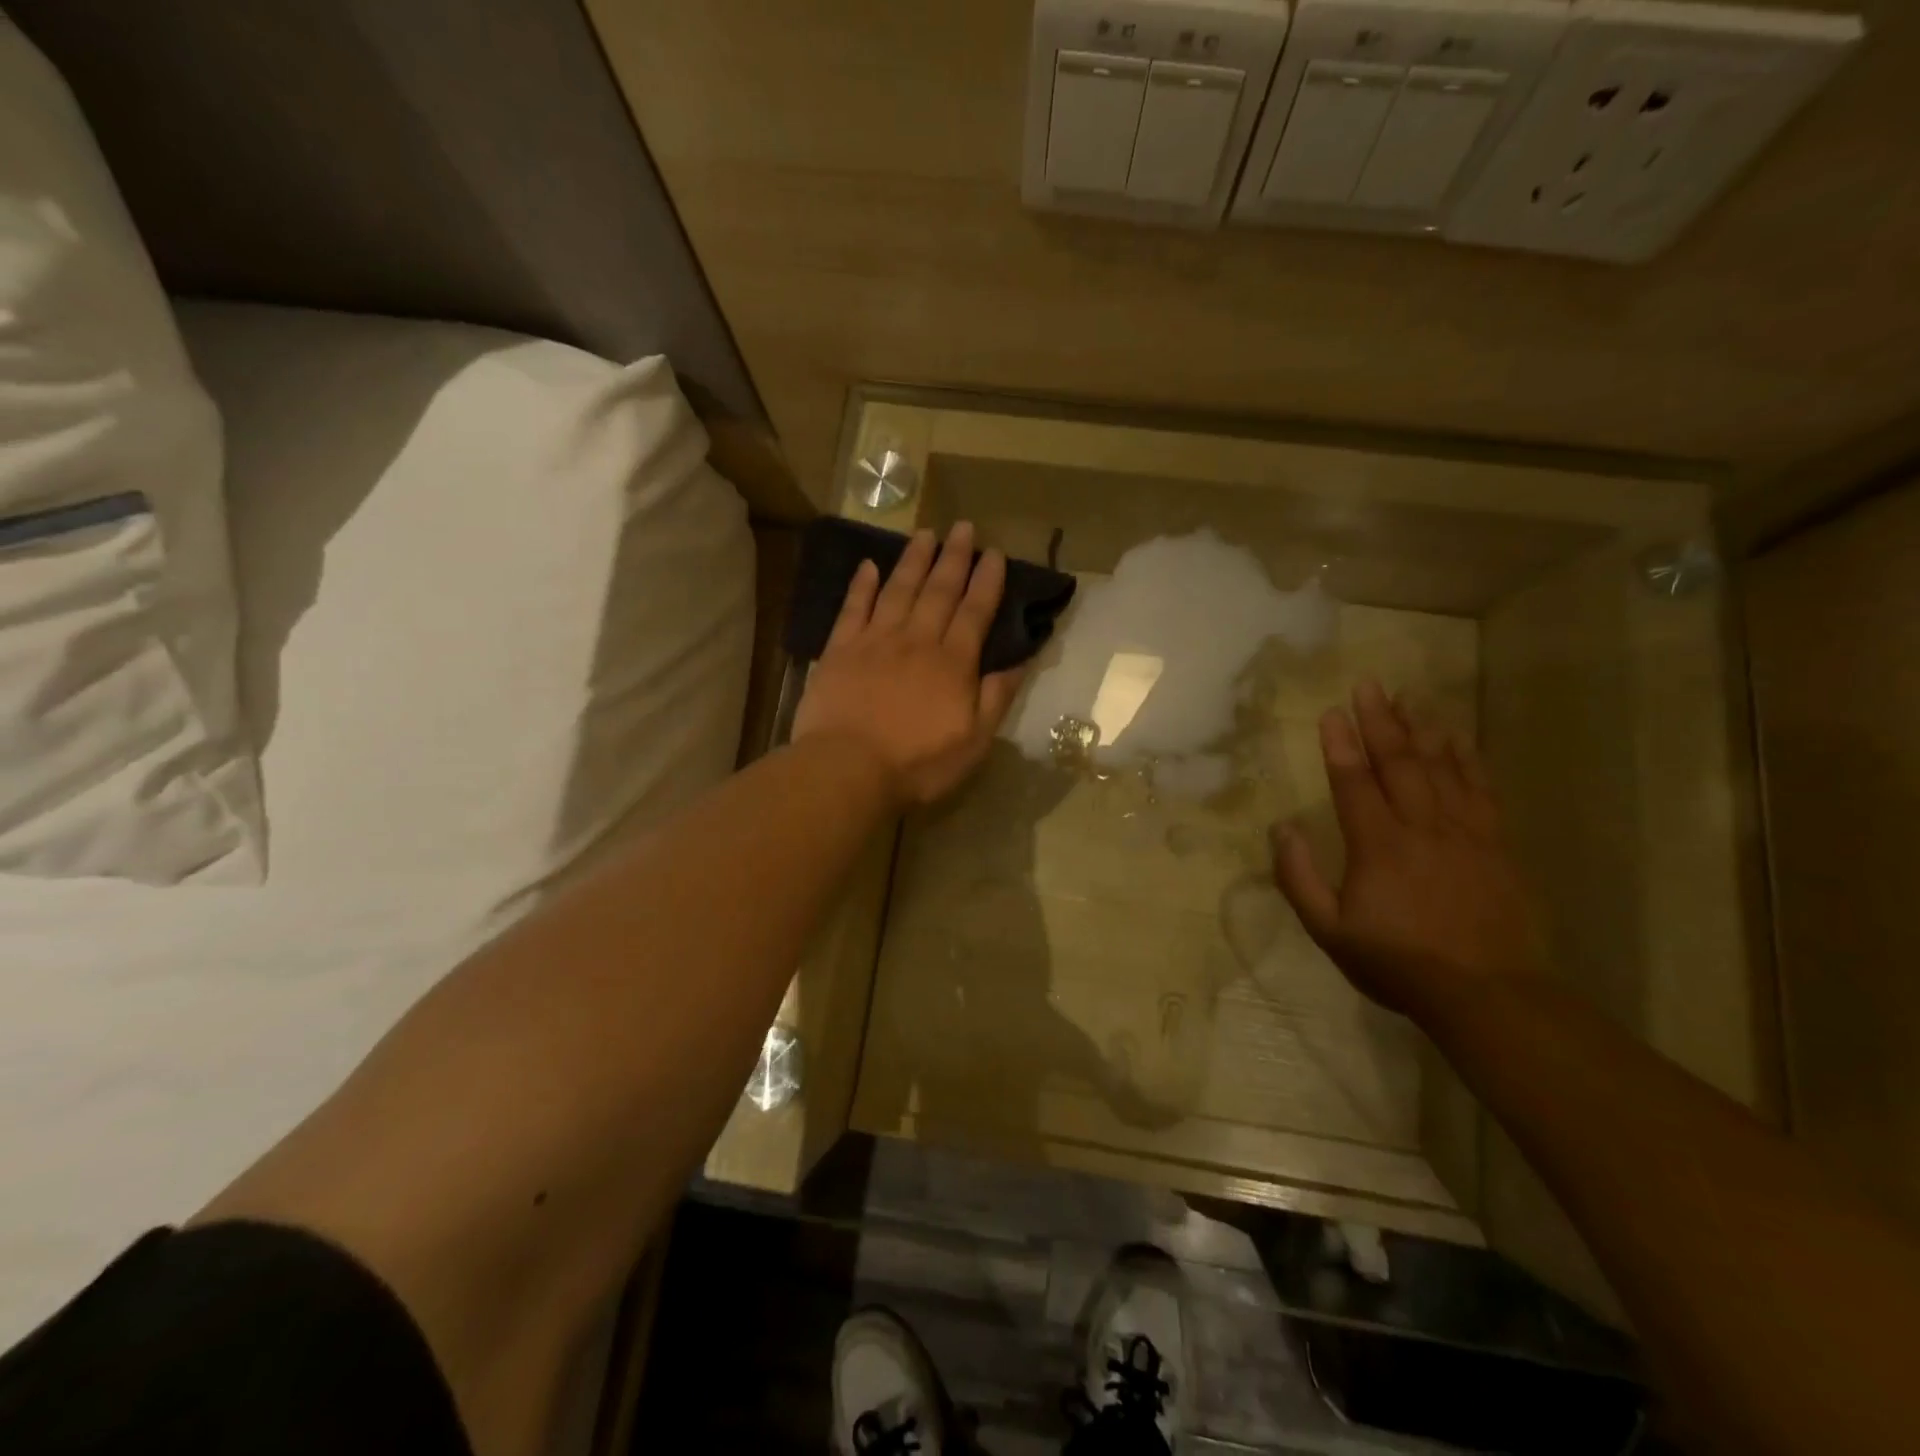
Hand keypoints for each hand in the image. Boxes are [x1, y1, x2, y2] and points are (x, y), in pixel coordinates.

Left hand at [793, 522, 1025, 808]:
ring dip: (913, 560)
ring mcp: (875, 641)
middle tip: (963, 527)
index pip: (975, 612)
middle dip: (954, 557)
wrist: (847, 768)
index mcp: (952, 662)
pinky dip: (861, 585)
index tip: (995, 553)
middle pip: (939, 591)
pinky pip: (853, 608)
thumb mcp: (974, 742)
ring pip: (898, 590)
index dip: (987, 581)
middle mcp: (917, 640)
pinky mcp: (840, 650)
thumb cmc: (917, 763)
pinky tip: (868, 565)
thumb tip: (1019, 661)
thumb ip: (996, 698)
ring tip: (924, 534)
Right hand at [1271, 680, 1545, 1019]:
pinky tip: (1459, 738)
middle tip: (1369, 685)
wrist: (1488, 994)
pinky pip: (1481, 790)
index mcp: (1377, 845)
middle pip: (1398, 763)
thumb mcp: (1330, 930)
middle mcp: (1421, 827)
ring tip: (1410, 698)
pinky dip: (1468, 759)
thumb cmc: (1399, 963)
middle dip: (1381, 721)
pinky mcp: (1496, 844)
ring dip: (1422, 730)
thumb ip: (1300, 877)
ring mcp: (1464, 832)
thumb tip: (1282, 829)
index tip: (1331, 711)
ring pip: (1441, 768)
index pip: (1353, 782)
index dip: (1340, 745)